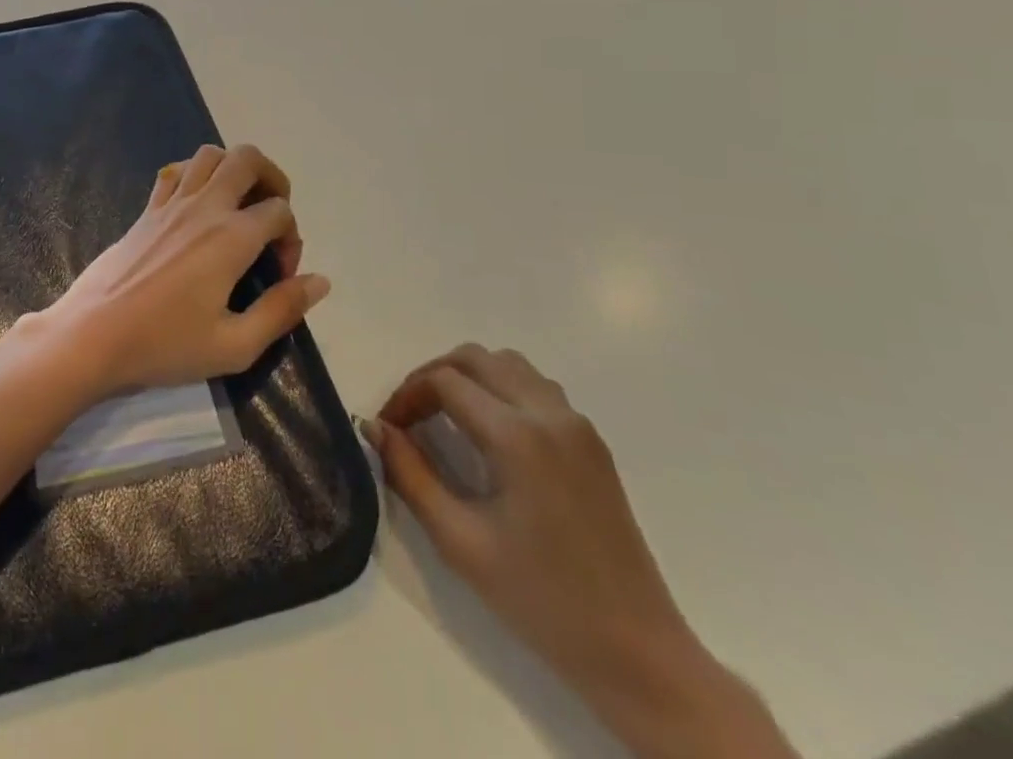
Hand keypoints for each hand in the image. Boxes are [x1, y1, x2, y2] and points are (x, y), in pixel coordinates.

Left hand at [31, 144, 328, 401]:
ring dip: (233, 169)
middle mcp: (204, 207)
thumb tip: (321, 281)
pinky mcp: (146, 210)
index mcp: (231, 238)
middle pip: (247, 158)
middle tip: (271, 216)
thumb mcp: (234, 346)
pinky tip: (198, 206)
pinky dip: (195, 174)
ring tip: (239, 206)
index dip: (291, 238)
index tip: (278, 275)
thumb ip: (282, 310)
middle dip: (272, 178)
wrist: (93, 336)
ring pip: (209, 155)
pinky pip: (175, 170)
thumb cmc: (165, 345)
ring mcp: (171, 203)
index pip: (279, 211)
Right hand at [364, 346, 797, 758]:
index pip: (444, 381)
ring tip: (445, 416)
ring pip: (508, 364)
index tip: (388, 429)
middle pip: (475, 357)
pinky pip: (536, 387)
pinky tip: (490, 433)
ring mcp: (577, 425)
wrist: (638, 654)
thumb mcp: (460, 541)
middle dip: (432, 376)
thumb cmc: (542, 600)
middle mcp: (549, 414)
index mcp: (517, 436)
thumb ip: (409, 474)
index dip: (405, 396)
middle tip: (410, 416)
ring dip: (469, 377)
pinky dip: (501, 389)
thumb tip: (374, 427)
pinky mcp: (592, 443)